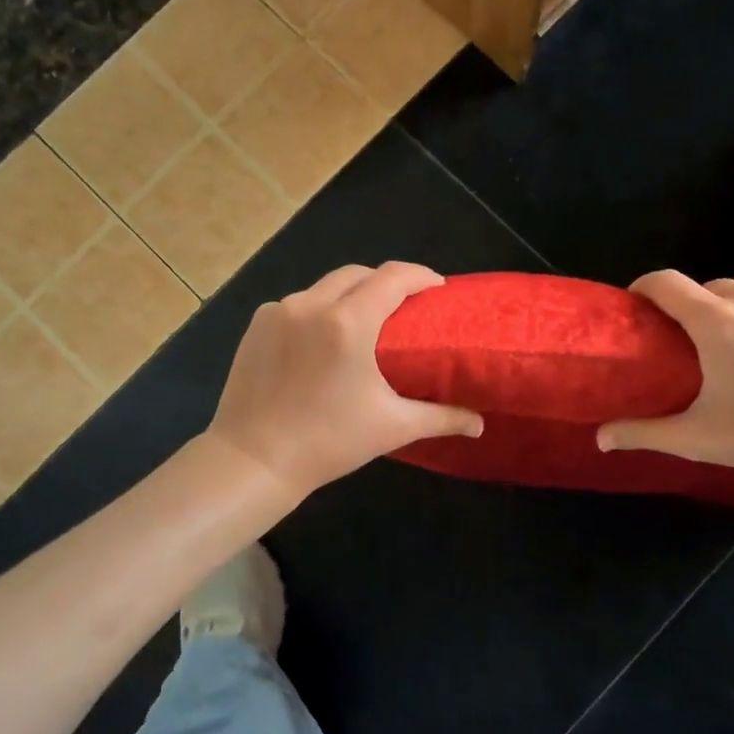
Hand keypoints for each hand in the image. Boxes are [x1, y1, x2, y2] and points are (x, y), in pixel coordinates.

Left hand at [208, 262, 484, 496]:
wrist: (252, 460)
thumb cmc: (327, 442)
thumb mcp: (391, 427)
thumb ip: (441, 418)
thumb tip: (480, 424)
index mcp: (348, 323)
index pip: (393, 277)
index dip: (420, 276)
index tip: (437, 289)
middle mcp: (311, 304)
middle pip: (359, 274)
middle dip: (386, 282)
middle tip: (405, 307)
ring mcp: (279, 311)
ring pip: (325, 286)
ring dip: (351, 295)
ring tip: (366, 321)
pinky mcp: (258, 324)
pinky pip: (298, 304)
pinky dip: (318, 310)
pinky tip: (324, 338)